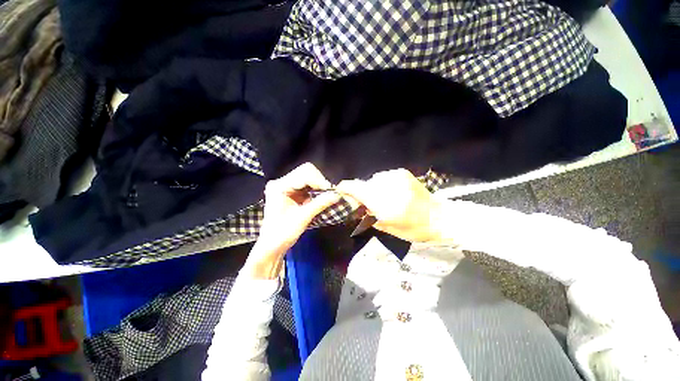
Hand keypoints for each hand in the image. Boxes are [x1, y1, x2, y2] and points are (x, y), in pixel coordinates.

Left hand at [244, 163, 340, 278]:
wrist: (272, 245)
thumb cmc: (282, 233)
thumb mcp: (302, 218)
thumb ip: (320, 204)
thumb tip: (337, 195)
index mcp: (279, 186)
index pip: (303, 175)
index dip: (319, 181)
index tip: (331, 191)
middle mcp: (281, 182)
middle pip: (305, 171)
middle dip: (319, 181)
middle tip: (329, 193)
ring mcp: (286, 186)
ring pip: (308, 176)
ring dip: (319, 185)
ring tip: (326, 196)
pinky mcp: (292, 191)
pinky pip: (307, 185)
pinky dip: (316, 190)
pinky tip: (320, 197)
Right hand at [336, 169, 443, 242]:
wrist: (439, 217)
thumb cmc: (414, 229)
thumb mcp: (388, 228)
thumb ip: (369, 215)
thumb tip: (358, 206)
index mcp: (384, 204)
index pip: (357, 189)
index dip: (345, 188)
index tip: (340, 190)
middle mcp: (388, 187)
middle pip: (364, 184)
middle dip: (362, 193)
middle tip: (367, 203)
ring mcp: (396, 177)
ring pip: (374, 179)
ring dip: (373, 188)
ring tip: (383, 198)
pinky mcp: (403, 173)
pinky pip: (384, 176)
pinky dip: (383, 184)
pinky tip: (392, 192)